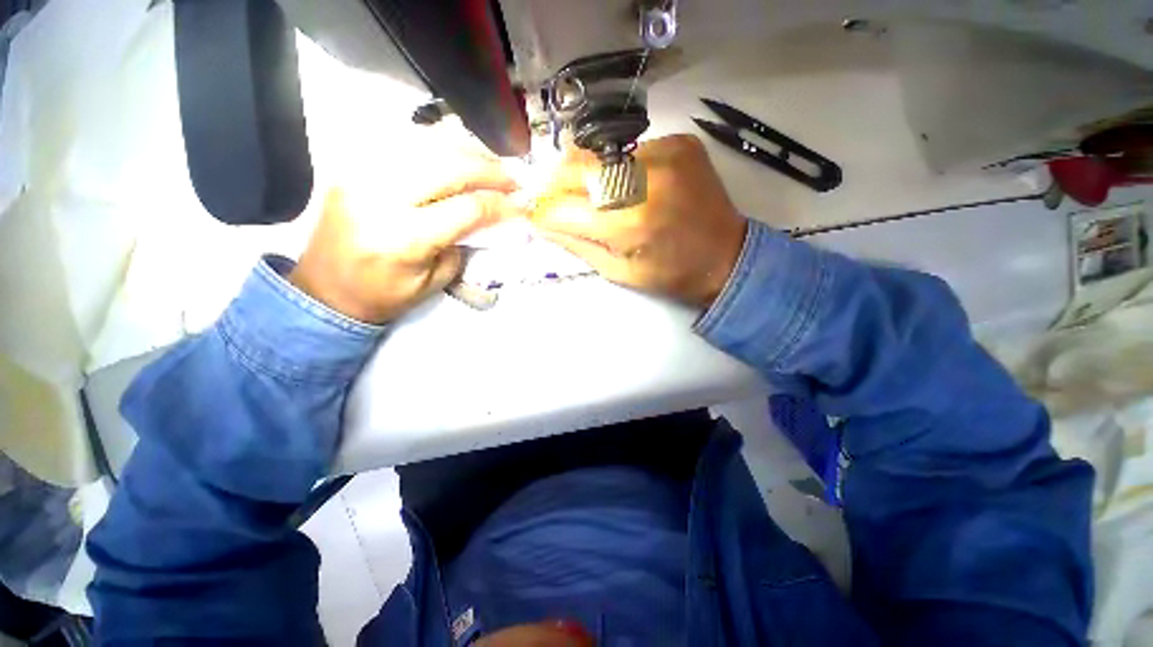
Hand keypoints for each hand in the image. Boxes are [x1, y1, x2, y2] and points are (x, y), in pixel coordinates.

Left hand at [290, 163, 522, 323]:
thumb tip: (486, 218)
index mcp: (406, 238)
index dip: (501, 203)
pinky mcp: (352, 169)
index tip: (522, 204)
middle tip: (513, 177)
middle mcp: (382, 199)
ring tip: (490, 164)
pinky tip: (455, 156)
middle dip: (489, 169)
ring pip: (426, 147)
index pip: (467, 208)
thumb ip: (462, 245)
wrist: (324, 291)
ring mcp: (362, 177)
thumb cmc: (384, 296)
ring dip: (466, 152)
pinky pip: (402, 147)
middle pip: (449, 167)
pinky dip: (436, 148)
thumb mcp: (435, 281)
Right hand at [532, 134, 746, 306]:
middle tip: (550, 196)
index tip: (530, 213)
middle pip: (577, 170)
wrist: (726, 256)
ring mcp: (665, 154)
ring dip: (582, 173)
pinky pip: (629, 150)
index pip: (563, 209)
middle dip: (554, 184)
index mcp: (630, 224)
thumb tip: (541, 225)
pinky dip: (615, 166)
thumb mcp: (620, 273)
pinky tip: (622, 183)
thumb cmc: (670, 275)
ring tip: (582, 190)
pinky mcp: (679, 143)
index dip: (541, 211)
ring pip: (599, 155)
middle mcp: (645, 181)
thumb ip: (577, 246)